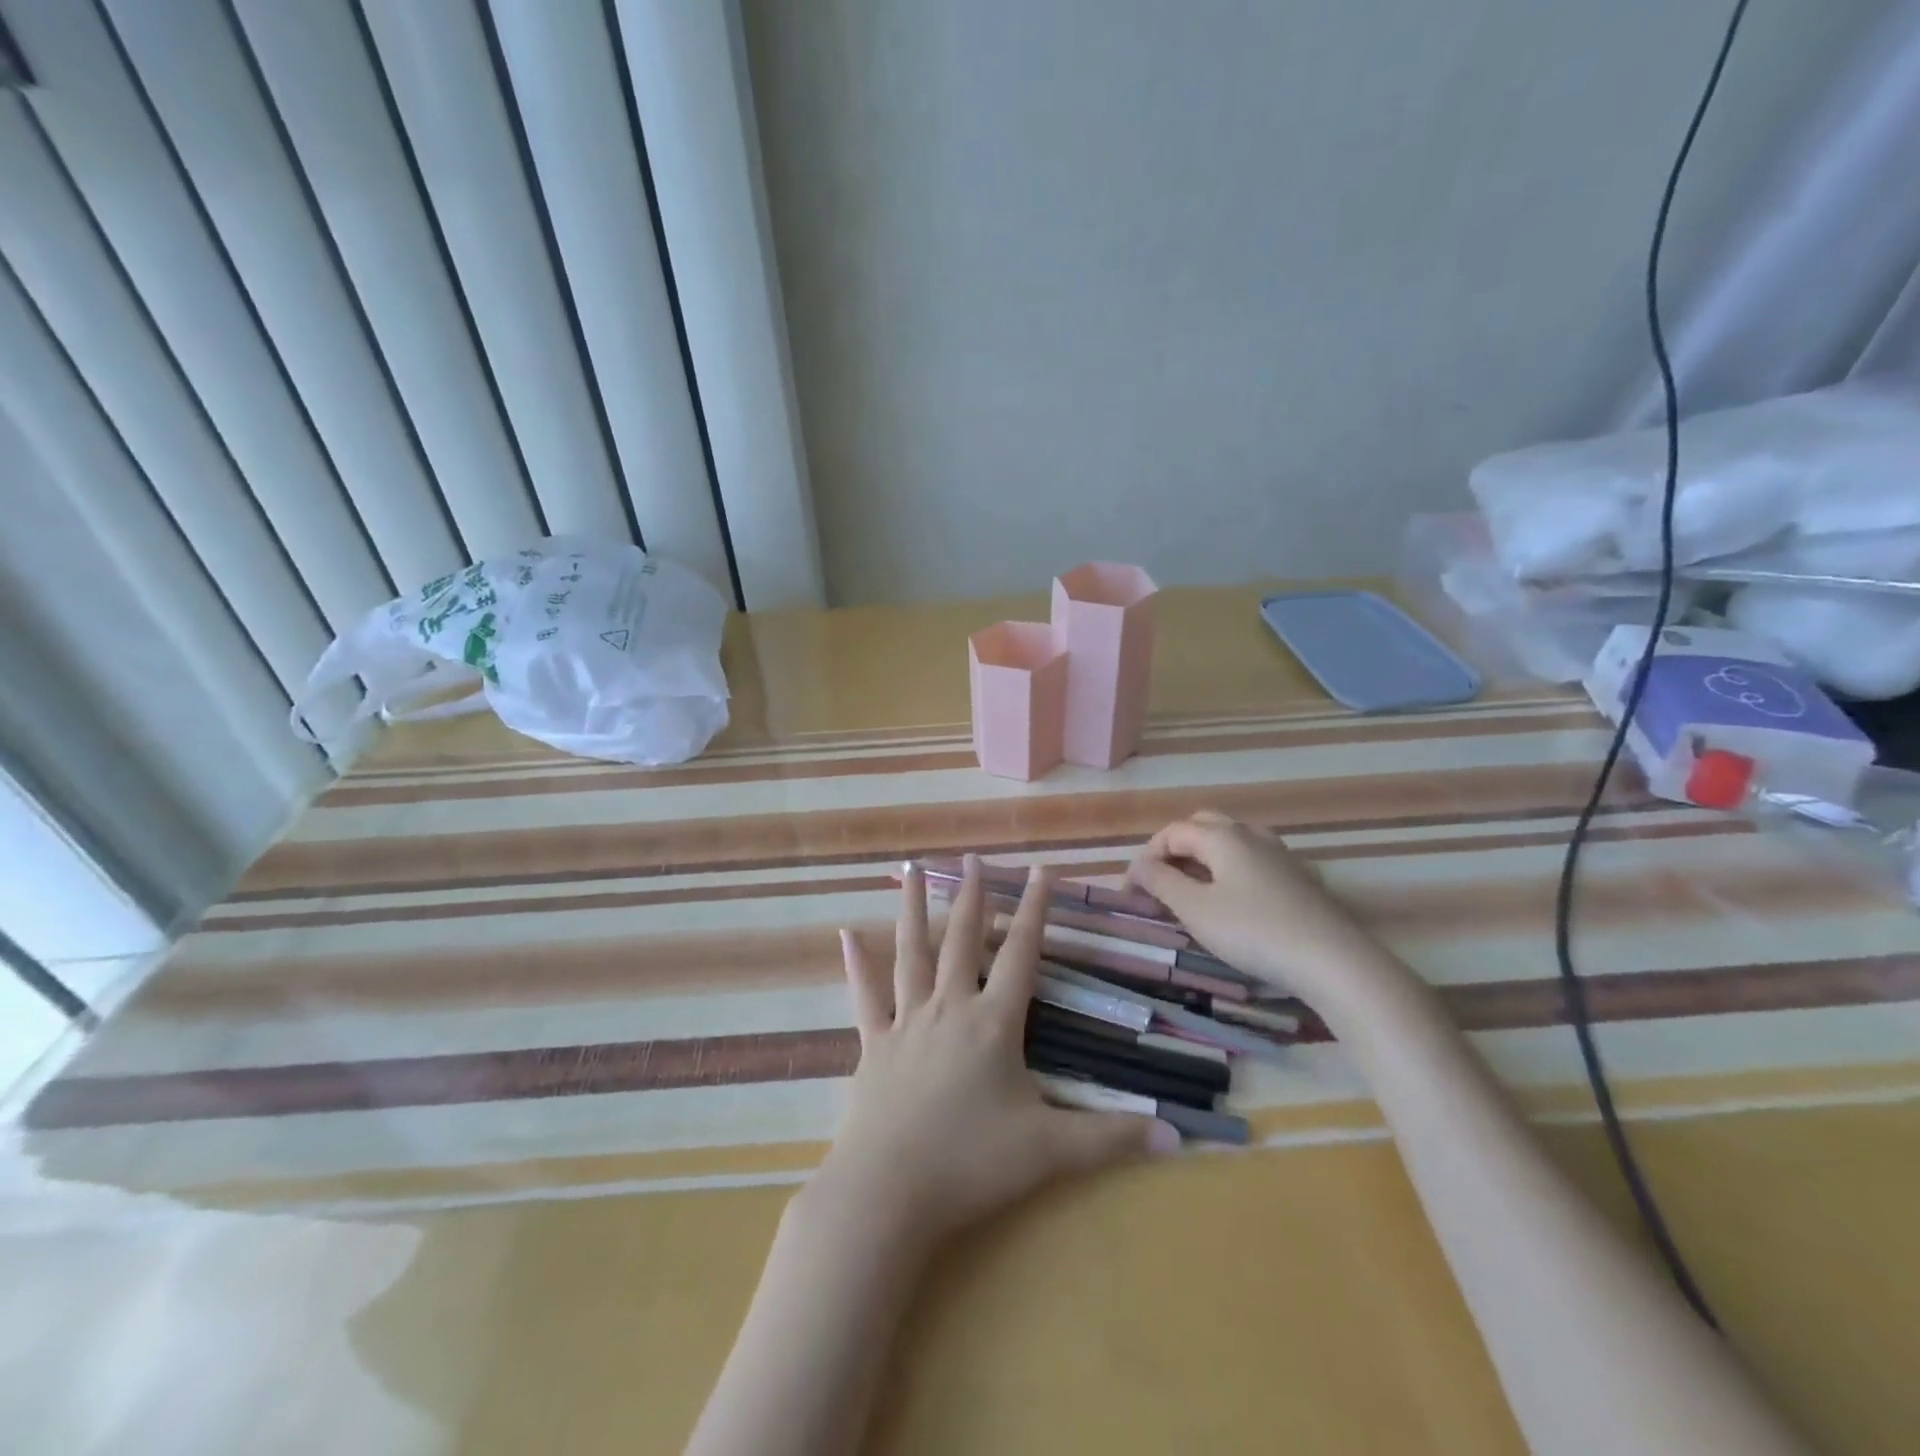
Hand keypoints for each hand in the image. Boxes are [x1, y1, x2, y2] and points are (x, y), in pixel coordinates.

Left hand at [816, 856, 1176, 1250]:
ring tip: (910, 868)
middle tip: (972, 857)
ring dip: (912, 908)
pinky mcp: (873, 1044)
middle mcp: (949, 1008)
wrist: (888, 1191)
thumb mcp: (1050, 1150)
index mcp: (993, 1022)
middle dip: (972, 896)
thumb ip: (1112, 1138)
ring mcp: (906, 1022)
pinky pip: (864, 995)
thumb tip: (1177, 1133)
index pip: (1021, 954)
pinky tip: (845, 934)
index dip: (1034, 910)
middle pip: (962, 939)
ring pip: (910, 952)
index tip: (1041, 870)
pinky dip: (856, 964)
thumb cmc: (971, 1163)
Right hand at [1128, 811, 1417, 1022]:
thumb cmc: (1253, 932)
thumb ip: (1161, 882)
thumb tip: (1139, 866)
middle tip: (1160, 882)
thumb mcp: (1195, 910)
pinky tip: (1232, 898)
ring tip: (1191, 889)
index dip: (1146, 857)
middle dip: (1174, 849)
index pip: (1171, 832)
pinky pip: (1252, 859)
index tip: (1132, 891)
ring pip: (1230, 840)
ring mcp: (1279, 853)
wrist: (1332, 960)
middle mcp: (1251, 834)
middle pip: (1202, 826)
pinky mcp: (1298, 876)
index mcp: (1222, 836)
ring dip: (1203, 857)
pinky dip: (1230, 869)